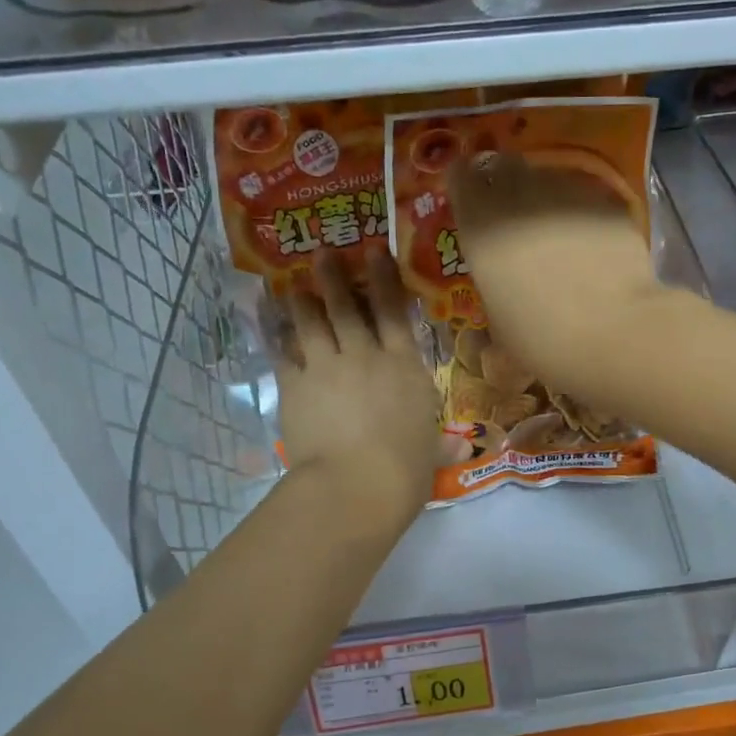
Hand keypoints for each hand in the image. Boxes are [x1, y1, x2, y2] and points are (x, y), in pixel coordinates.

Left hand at [272, 250, 440, 530]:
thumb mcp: (431, 453)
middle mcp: (365, 356)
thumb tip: (465, 448)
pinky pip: (283, 354)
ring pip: (311, 323)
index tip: (375, 252)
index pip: (395, 312)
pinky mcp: (295, 386)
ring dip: (302, 301)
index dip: (385, 279)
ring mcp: (326, 368)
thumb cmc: (405, 469)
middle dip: (334, 278)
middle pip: (347, 307)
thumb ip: (443, 445)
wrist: (356, 484)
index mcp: (405, 367)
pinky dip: (276, 339)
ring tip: (293, 287)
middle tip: (322, 254)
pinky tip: (271, 329)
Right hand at [449, 152, 668, 390]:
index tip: (471, 200)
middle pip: (503, 166)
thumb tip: (501, 284)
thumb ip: (494, 286)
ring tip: (555, 230)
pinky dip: (582, 212)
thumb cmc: (543, 340)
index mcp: (481, 224)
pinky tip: (591, 241)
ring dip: (544, 197)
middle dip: (503, 183)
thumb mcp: (499, 322)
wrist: (615, 333)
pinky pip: (585, 196)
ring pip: (547, 178)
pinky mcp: (608, 201)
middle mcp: (520, 195)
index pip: (461, 176)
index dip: (466, 185)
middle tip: (511, 213)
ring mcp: (568, 192)